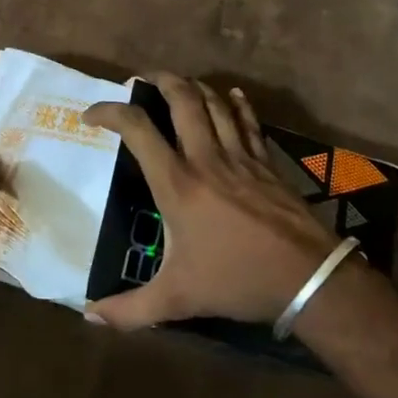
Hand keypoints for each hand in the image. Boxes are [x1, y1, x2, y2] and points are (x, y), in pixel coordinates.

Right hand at [83, 76, 344, 329]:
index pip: (137, 129)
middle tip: (143, 79)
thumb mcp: (177, 299)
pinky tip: (231, 96)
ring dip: (195, 88)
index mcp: (177, 184)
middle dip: (160, 80)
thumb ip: (129, 309)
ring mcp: (241, 157)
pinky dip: (237, 104)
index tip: (90, 115)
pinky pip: (249, 122)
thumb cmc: (236, 281)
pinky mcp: (267, 163)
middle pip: (182, 99)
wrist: (308, 279)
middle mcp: (206, 159)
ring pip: (216, 104)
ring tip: (179, 85)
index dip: (109, 112)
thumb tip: (89, 317)